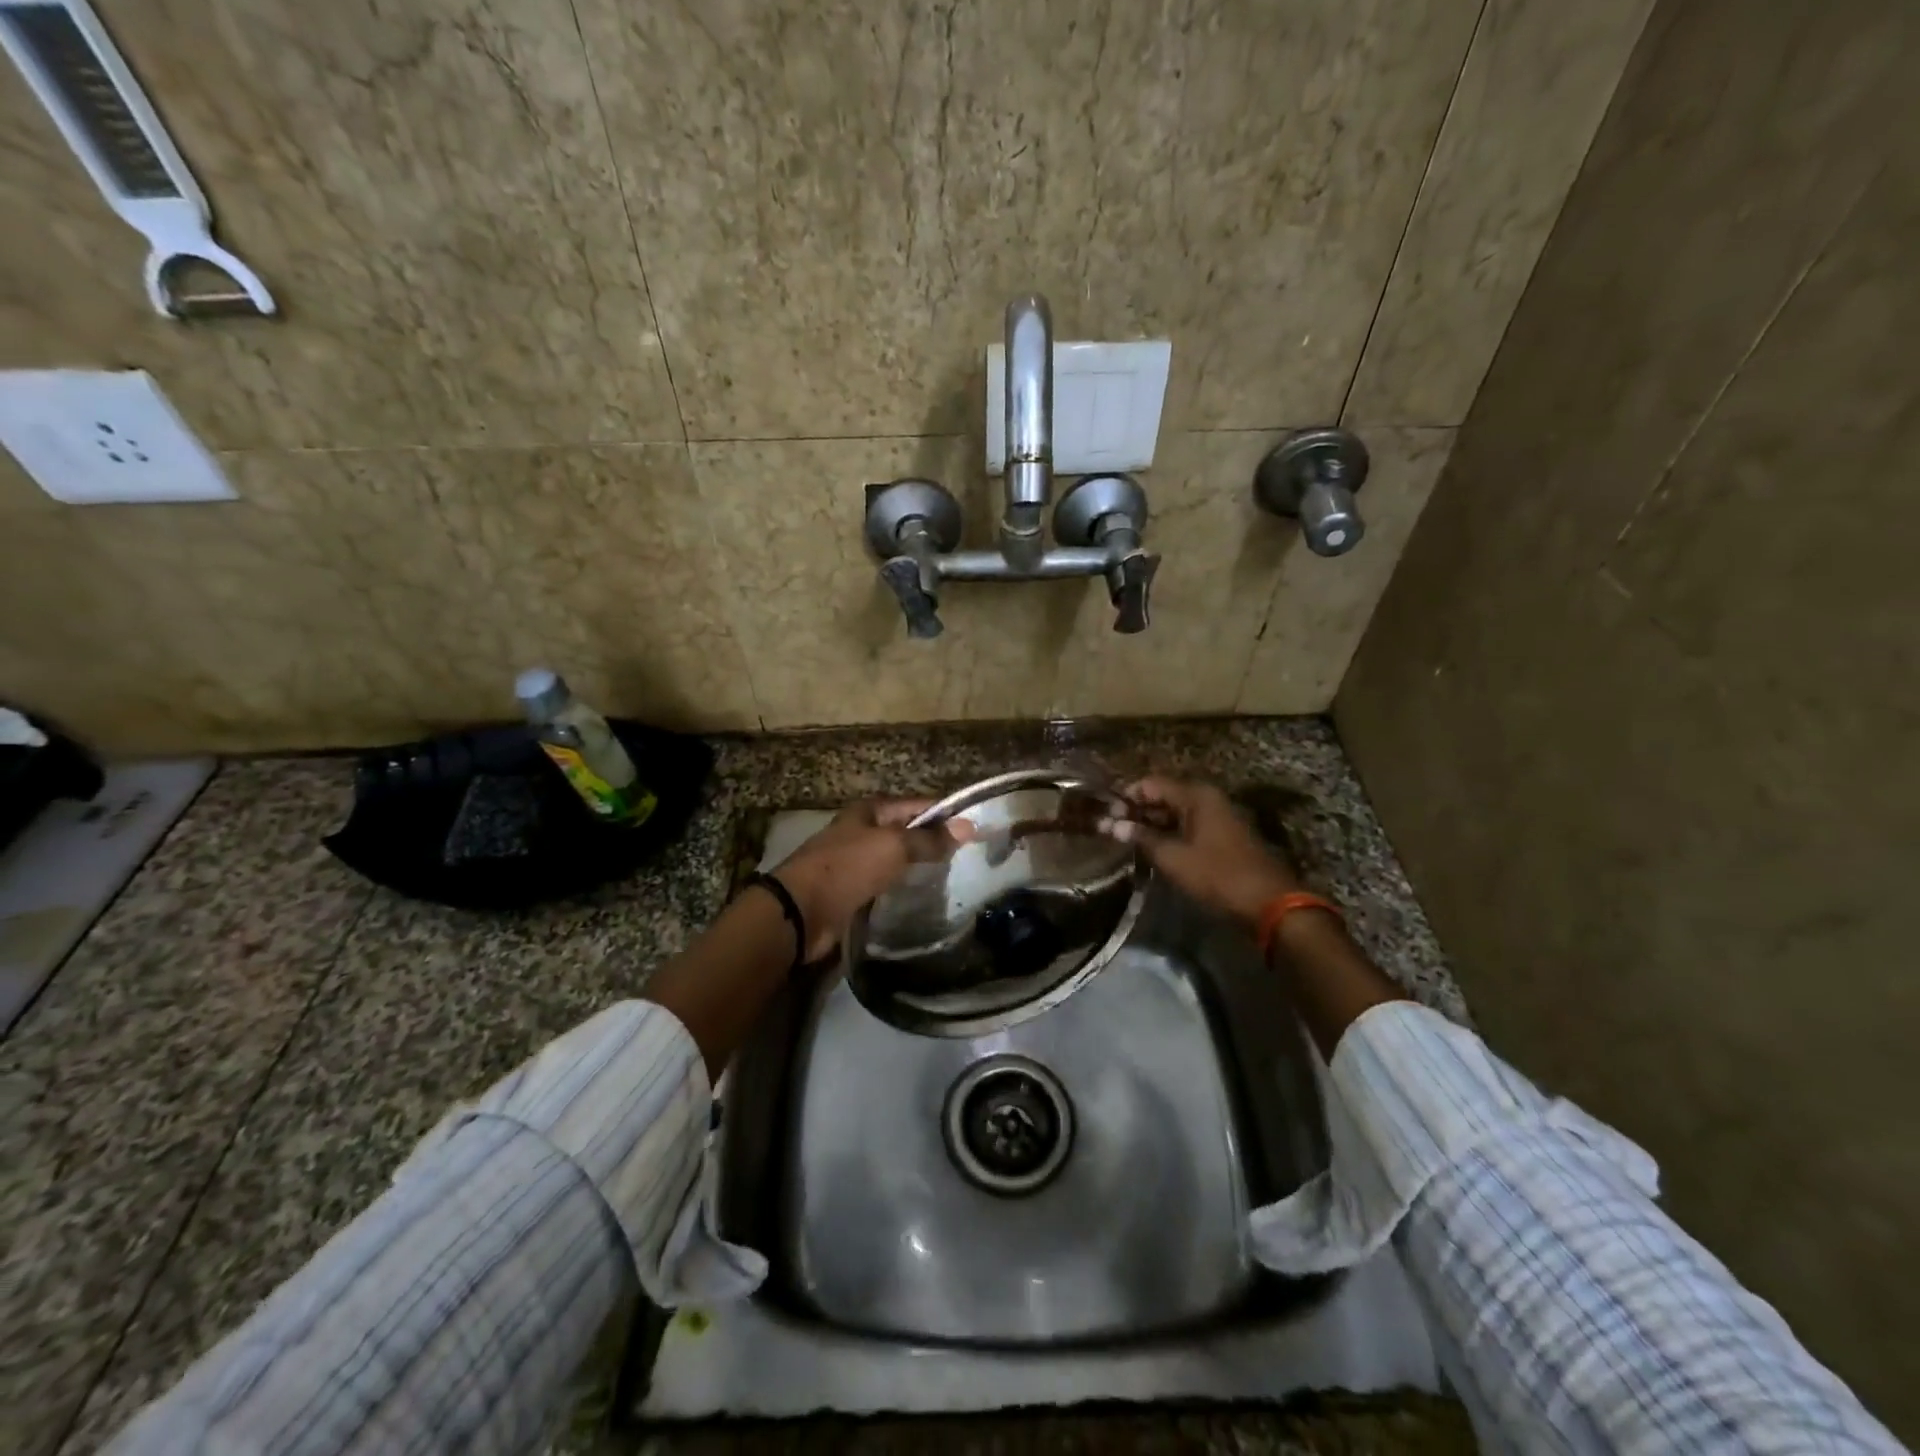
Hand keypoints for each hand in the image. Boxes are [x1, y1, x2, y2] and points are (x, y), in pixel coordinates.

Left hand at [771, 799, 969, 960]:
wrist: (801, 911)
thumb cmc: (848, 868)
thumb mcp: (893, 847)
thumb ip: (929, 839)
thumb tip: (968, 827)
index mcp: (869, 810)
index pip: (917, 805)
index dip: (945, 814)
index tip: (976, 828)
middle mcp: (862, 830)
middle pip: (906, 831)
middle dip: (933, 841)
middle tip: (969, 856)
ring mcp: (855, 861)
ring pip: (896, 858)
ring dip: (918, 865)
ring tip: (953, 876)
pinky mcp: (851, 889)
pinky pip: (885, 882)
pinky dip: (902, 886)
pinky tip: (922, 895)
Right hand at [1098, 777, 1298, 926]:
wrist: (1270, 904)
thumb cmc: (1218, 875)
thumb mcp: (1173, 858)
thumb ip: (1142, 838)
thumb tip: (1113, 825)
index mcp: (1197, 795)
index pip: (1151, 784)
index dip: (1126, 797)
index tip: (1106, 814)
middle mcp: (1208, 799)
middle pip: (1164, 796)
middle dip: (1137, 811)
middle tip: (1112, 829)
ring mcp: (1218, 817)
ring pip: (1176, 813)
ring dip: (1152, 824)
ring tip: (1127, 841)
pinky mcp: (1223, 837)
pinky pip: (1189, 826)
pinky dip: (1170, 834)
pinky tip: (1154, 849)